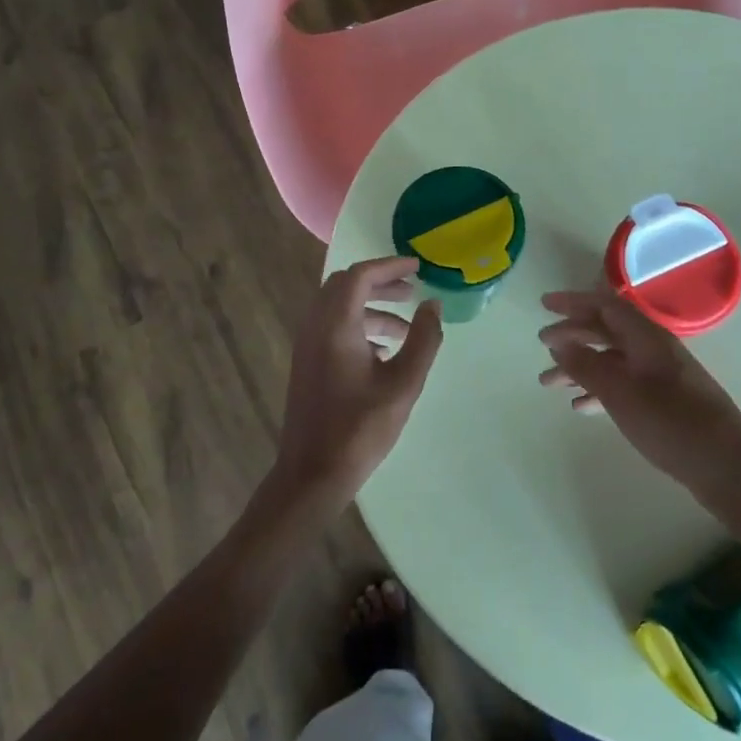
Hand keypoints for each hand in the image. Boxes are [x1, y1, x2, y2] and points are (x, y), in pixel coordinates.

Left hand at [274, 256, 443, 502]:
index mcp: (335, 325)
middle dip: (380, 283)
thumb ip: (423, 340)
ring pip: (339, 308)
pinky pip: (332, 328)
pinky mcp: (307, 364)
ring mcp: (307, 346)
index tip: (418, 268)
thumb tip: (433, 305)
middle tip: (412, 291)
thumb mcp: (403, 383)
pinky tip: (384, 353)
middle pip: (345, 286)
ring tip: (407, 328)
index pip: (360, 276)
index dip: (390, 266)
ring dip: (372, 308)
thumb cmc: (360, 428)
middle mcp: (315, 327)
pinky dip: (359, 326)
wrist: (312, 474)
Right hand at [538, 290, 740, 503]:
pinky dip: (599, 390)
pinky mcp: (666, 402)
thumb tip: (559, 342)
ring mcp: (662, 377)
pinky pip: (623, 384)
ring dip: (580, 366)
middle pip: (607, 330)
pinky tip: (580, 406)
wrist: (730, 469)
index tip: (544, 304)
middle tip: (541, 344)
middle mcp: (654, 350)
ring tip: (549, 383)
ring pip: (612, 360)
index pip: (605, 306)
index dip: (573, 301)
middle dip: (572, 334)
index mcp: (647, 338)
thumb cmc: (673, 425)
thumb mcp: (621, 394)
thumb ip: (587, 365)